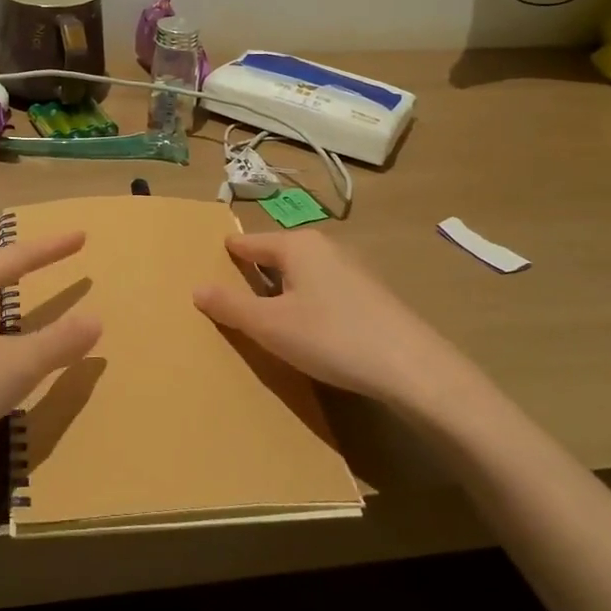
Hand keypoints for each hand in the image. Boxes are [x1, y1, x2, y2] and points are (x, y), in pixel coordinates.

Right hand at [192, 231, 485, 413]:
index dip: (227, 254)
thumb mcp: (270, 326)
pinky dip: (307, 302)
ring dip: (282, 290)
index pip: (248, 242)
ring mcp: (352, 268)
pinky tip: (309, 330)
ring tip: (266, 318)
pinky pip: (323, 289)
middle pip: (276, 255)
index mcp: (296, 245)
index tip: (207, 265)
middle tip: (231, 298)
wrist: (413, 368)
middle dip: (254, 273)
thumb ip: (231, 306)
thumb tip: (197, 288)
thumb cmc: (331, 337)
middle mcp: (325, 246)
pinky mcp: (371, 293)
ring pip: (302, 273)